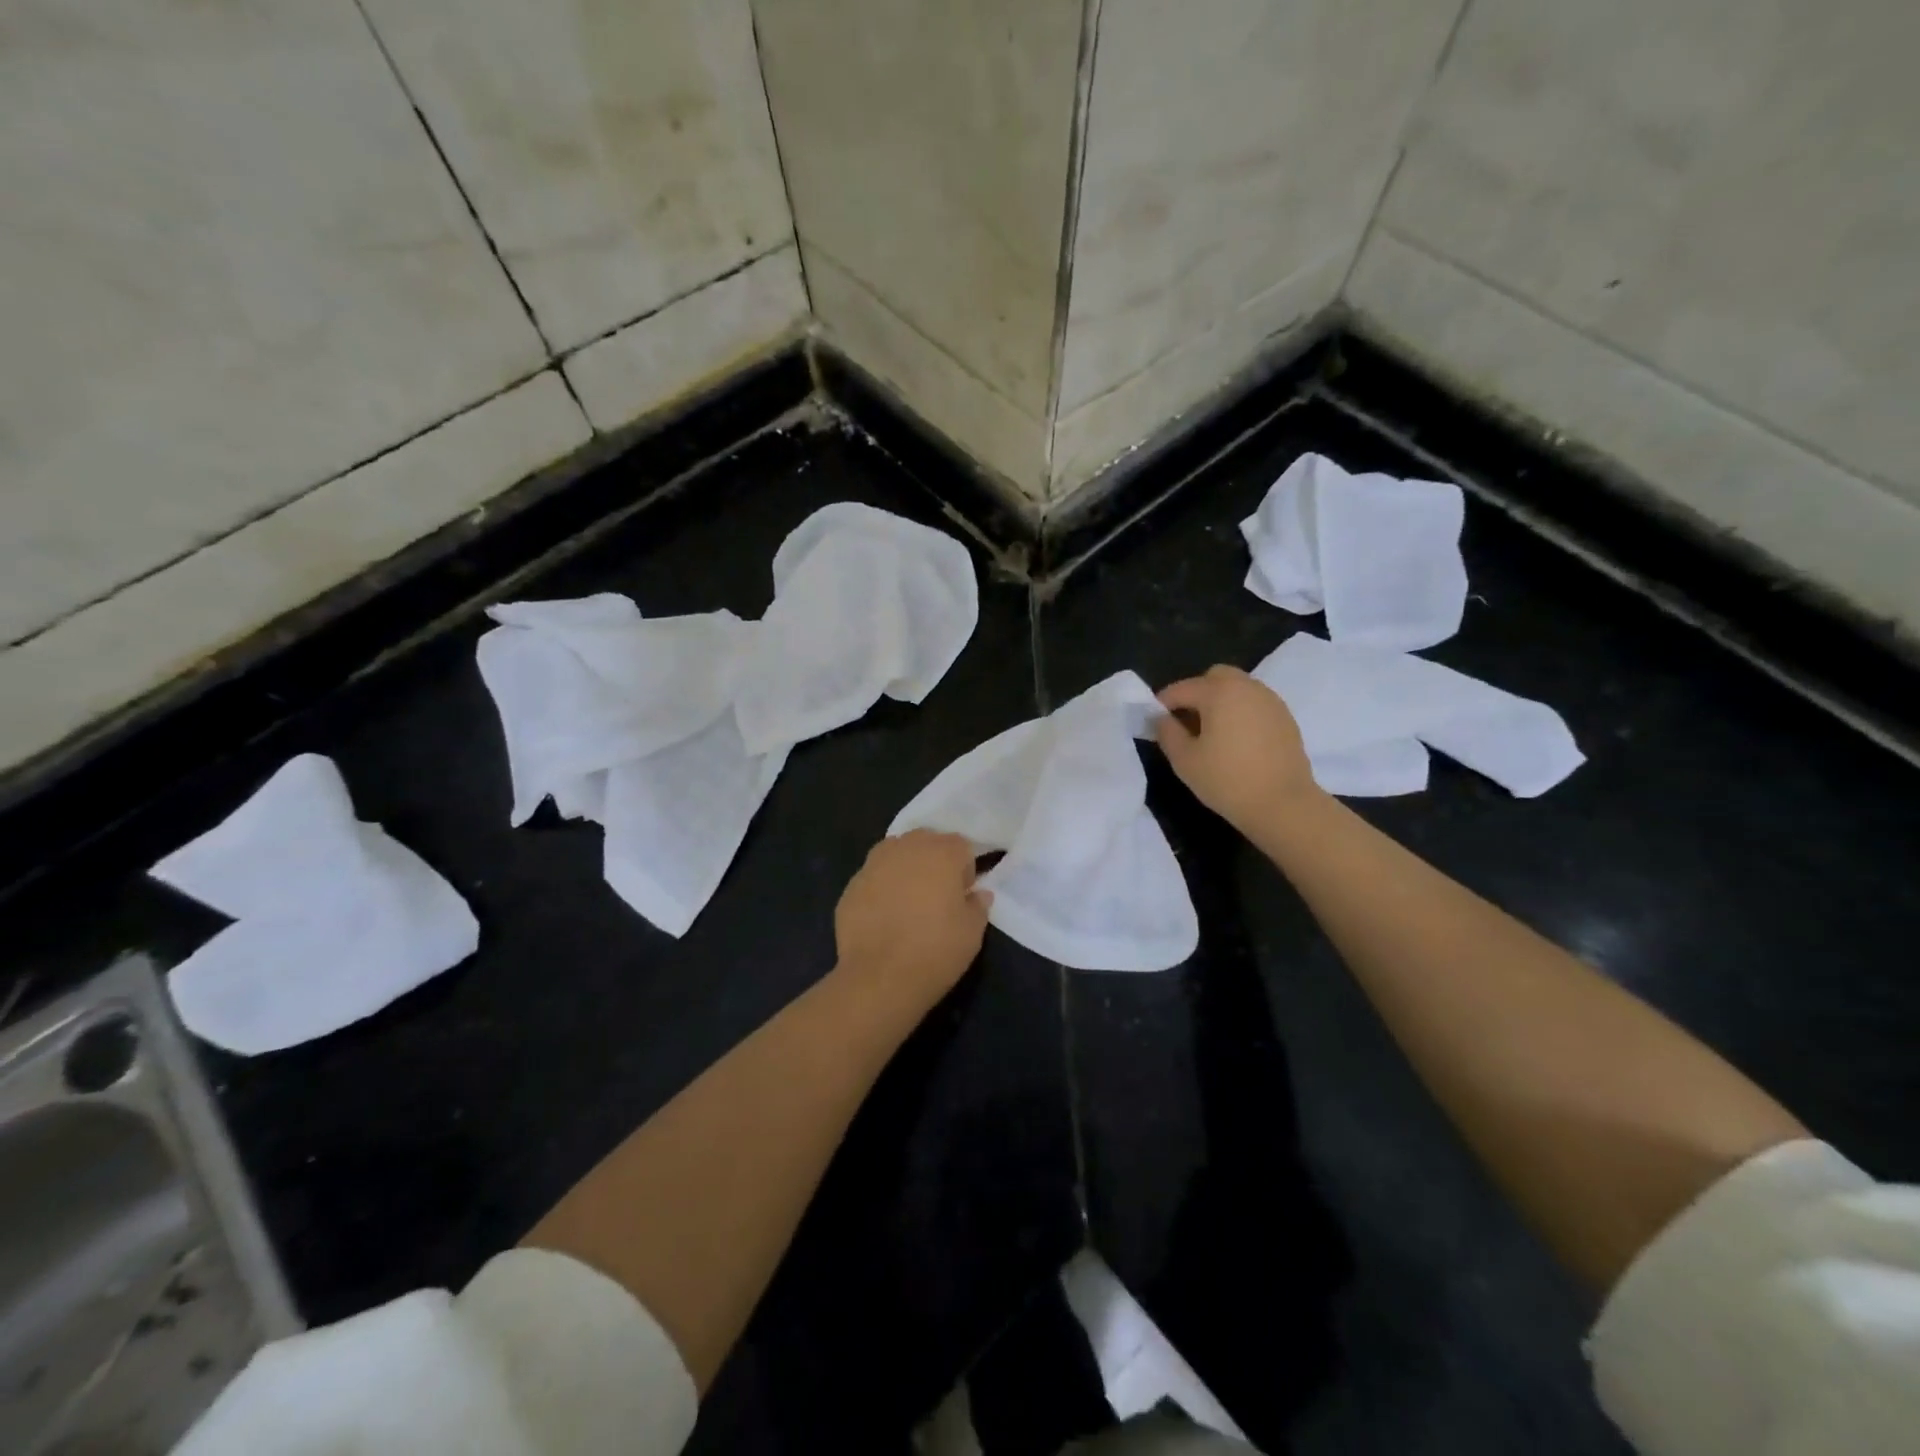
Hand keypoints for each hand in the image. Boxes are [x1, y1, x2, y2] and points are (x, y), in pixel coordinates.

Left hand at [833, 830, 991, 1010]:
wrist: (879, 977)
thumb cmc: (935, 951)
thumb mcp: (972, 933)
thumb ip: (978, 905)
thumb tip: (978, 893)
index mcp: (942, 853)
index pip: (961, 846)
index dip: (965, 870)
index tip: (962, 895)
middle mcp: (907, 847)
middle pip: (926, 841)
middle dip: (934, 861)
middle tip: (937, 895)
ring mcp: (874, 863)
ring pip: (896, 853)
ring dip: (905, 869)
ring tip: (908, 902)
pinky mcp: (851, 884)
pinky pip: (873, 877)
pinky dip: (881, 888)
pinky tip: (883, 917)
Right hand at [1155, 665, 1320, 836]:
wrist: (1283, 804)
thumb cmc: (1227, 780)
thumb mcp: (1184, 760)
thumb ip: (1167, 732)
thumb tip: (1161, 718)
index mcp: (1219, 692)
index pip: (1182, 689)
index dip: (1163, 703)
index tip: (1154, 720)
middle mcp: (1247, 687)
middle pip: (1215, 677)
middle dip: (1196, 693)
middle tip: (1186, 721)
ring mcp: (1270, 701)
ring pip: (1238, 688)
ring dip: (1220, 701)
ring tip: (1211, 732)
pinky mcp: (1285, 718)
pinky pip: (1255, 704)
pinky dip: (1241, 712)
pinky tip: (1236, 740)